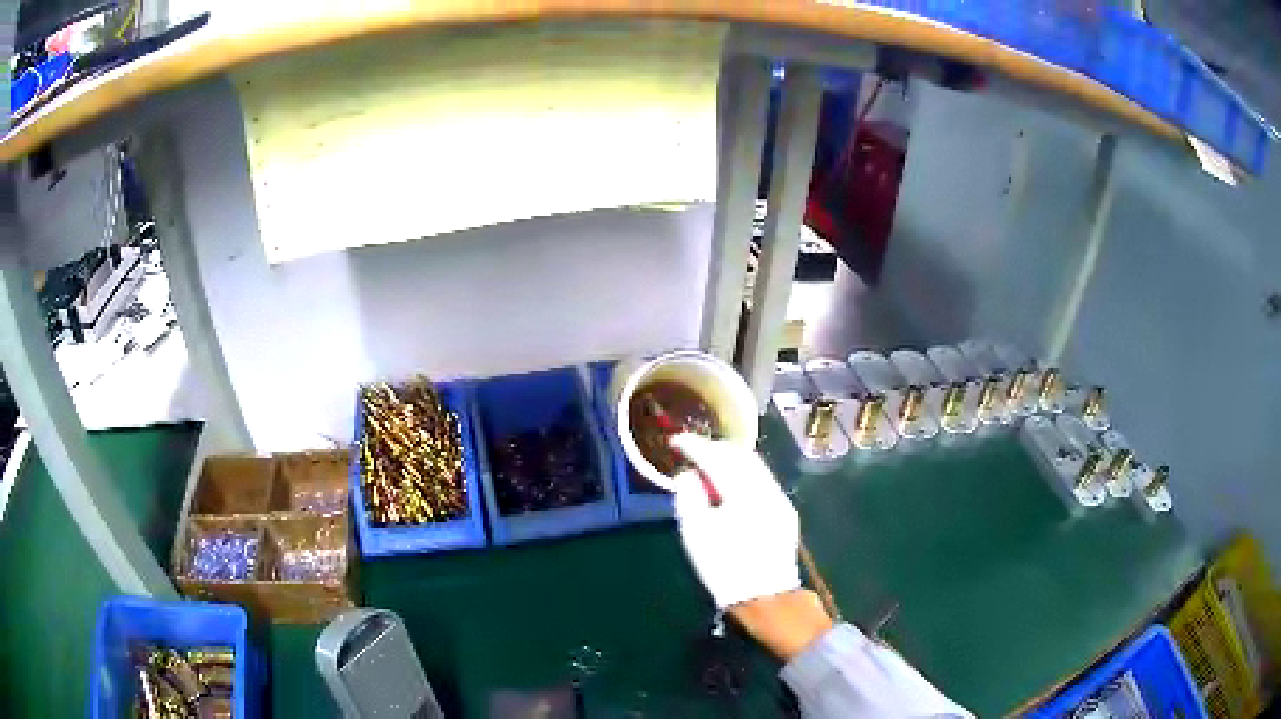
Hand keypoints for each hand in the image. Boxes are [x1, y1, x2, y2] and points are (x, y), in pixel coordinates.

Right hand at [670, 433, 801, 609]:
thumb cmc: (724, 568)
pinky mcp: (785, 511)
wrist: (765, 598)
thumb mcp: (695, 534)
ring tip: (709, 463)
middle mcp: (767, 488)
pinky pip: (763, 480)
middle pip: (741, 455)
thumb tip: (687, 474)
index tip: (676, 441)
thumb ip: (688, 497)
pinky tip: (732, 484)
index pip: (717, 457)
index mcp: (743, 492)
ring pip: (755, 466)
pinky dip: (744, 474)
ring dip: (731, 459)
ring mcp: (780, 499)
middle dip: (715, 448)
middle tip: (692, 449)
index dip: (695, 446)